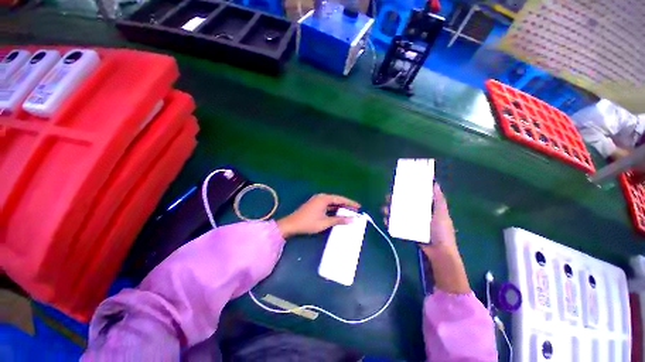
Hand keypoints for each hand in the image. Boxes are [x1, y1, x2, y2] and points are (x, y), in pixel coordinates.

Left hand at [277, 194, 360, 238]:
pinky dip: (333, 209)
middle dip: (346, 205)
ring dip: (340, 208)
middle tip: (356, 210)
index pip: (340, 199)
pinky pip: (327, 206)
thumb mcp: (325, 222)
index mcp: (324, 198)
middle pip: (336, 200)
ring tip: (349, 212)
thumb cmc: (308, 223)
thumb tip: (352, 219)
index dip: (350, 203)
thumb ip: (339, 220)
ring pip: (332, 203)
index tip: (359, 206)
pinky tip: (338, 214)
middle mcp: (321, 197)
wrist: (291, 225)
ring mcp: (317, 201)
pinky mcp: (314, 205)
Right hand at [382, 183, 456, 256]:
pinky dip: (389, 222)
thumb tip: (435, 183)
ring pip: (396, 214)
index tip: (397, 187)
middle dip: (393, 201)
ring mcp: (410, 223)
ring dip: (389, 211)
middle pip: (402, 204)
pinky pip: (395, 225)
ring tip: (385, 210)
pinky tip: (385, 221)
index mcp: (425, 208)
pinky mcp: (406, 231)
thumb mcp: (442, 213)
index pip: (413, 197)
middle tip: (388, 199)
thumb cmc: (442, 231)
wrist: (439, 252)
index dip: (405, 191)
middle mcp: (416, 214)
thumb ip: (439, 200)